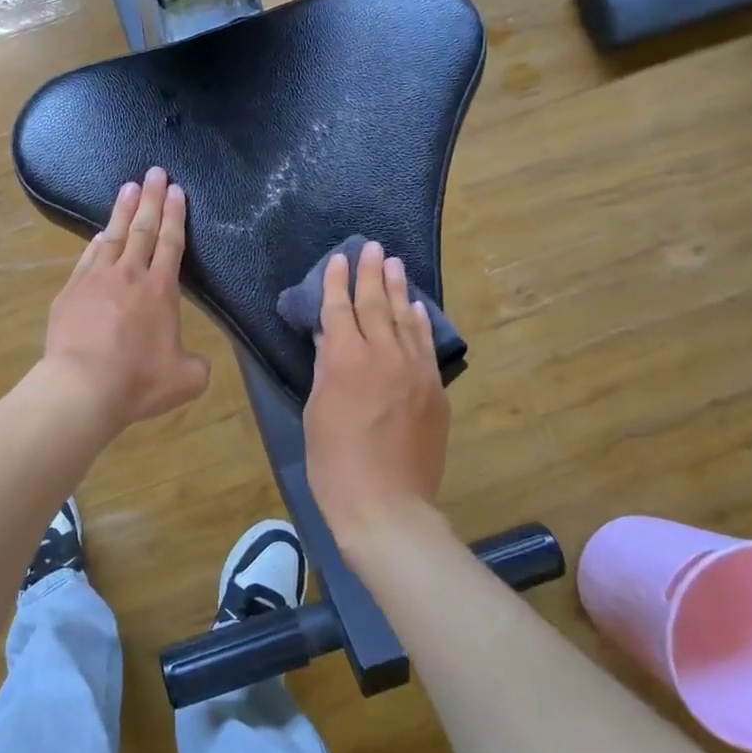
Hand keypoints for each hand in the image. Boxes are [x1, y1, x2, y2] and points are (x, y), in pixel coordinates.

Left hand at [41, 167, 211, 431]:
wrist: (82, 386)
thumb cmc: (138, 382)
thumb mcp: (186, 380)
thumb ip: (196, 365)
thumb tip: (196, 362)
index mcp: (161, 289)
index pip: (171, 242)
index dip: (175, 214)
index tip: (176, 190)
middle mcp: (129, 275)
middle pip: (142, 228)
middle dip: (151, 198)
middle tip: (154, 171)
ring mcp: (95, 280)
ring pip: (112, 235)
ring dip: (122, 210)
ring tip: (128, 187)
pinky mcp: (70, 292)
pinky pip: (87, 258)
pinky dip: (96, 242)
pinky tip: (99, 235)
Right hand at [304, 240, 450, 551]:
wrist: (386, 505)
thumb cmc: (334, 462)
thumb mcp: (317, 410)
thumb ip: (326, 366)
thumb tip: (331, 335)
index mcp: (345, 359)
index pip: (340, 309)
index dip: (338, 282)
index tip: (339, 259)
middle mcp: (383, 355)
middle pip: (376, 304)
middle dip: (371, 273)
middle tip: (372, 247)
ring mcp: (414, 371)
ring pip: (405, 319)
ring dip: (398, 289)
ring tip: (394, 265)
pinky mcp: (434, 390)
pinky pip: (425, 345)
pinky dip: (419, 322)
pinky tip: (415, 307)